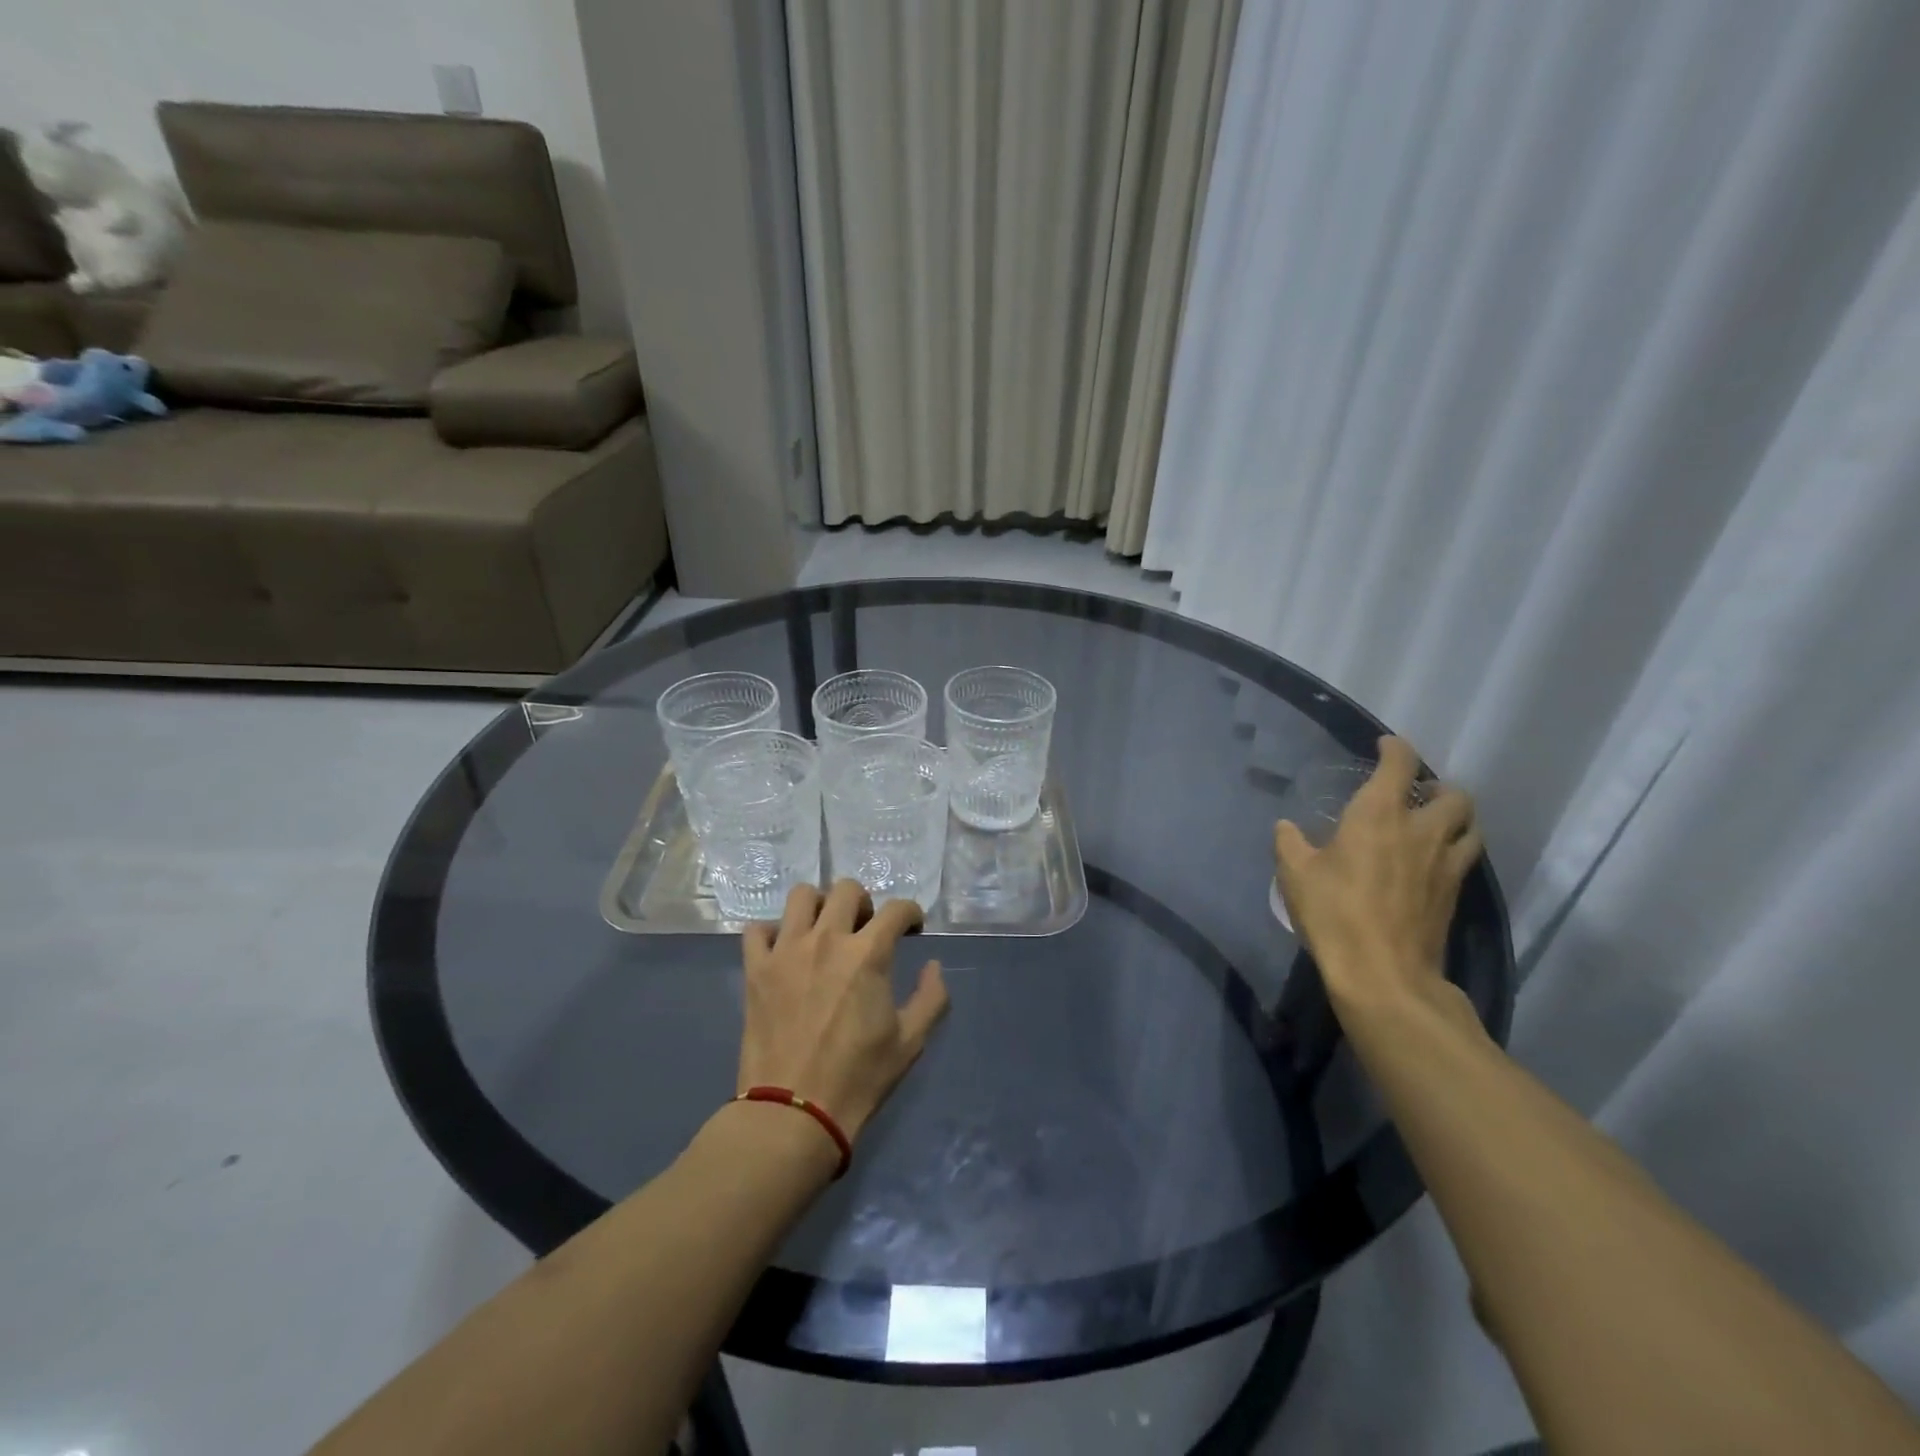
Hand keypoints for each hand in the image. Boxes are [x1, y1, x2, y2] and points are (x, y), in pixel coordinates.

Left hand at [738, 880, 949, 1141]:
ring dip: (819, 905)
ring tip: (825, 930)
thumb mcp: (910, 1042)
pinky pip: (757, 929)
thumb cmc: (858, 1077)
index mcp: (868, 954)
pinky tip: (784, 949)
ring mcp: (786, 951)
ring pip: (801, 896)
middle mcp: (827, 939)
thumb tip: (933, 966)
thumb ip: (931, 997)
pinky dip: (773, 932)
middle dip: (865, 902)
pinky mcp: (756, 969)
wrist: (794, 1112)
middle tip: (867, 929)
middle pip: (847, 890)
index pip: (897, 909)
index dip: (911, 914)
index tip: (912, 929)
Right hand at [1275, 736, 1482, 1009]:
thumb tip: (1286, 827)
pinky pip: (1465, 859)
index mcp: (1380, 814)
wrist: (1384, 973)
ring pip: (1470, 826)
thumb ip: (1289, 843)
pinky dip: (1454, 850)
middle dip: (1438, 787)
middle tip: (1416, 794)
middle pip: (1454, 795)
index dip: (1395, 748)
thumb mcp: (1294, 874)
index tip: (1384, 745)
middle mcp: (1422, 831)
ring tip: (1434, 825)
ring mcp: (1446, 865)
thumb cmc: (1334, 913)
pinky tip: (1430, 863)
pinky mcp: (1455, 895)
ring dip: (1456, 818)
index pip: (1400, 764)